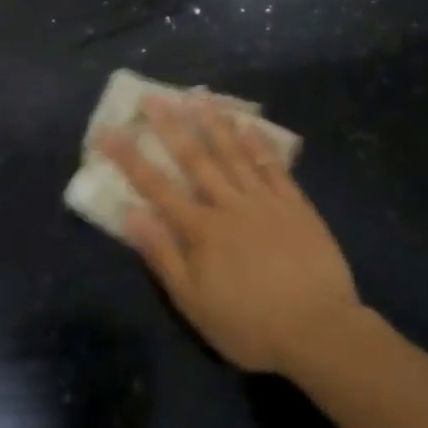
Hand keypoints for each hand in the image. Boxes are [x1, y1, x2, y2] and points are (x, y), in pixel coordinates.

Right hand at [97, 95, 361, 376]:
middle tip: (153, 96)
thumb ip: (161, 255)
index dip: (129, 157)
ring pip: (234, 153)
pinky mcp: (296, 205)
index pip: (156, 186)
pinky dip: (258, 143)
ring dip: (214, 123)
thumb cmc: (249, 325)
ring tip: (198, 96)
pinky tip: (247, 124)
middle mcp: (229, 205)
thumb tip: (130, 212)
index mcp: (201, 229)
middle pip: (195, 158)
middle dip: (170, 125)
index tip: (107, 131)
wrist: (320, 331)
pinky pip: (273, 166)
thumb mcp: (193, 302)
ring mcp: (266, 201)